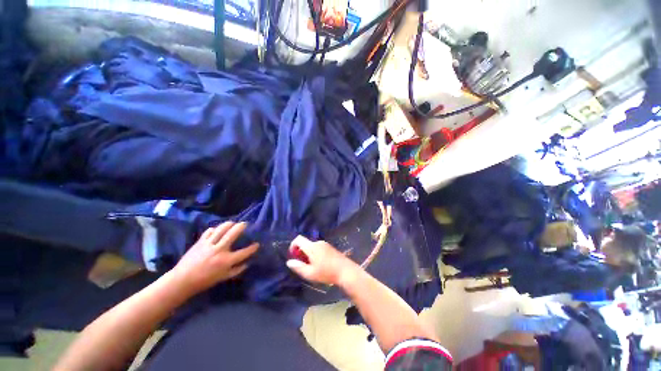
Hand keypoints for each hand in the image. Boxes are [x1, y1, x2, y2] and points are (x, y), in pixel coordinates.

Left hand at [171, 222, 257, 294]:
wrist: (182, 280)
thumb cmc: (204, 281)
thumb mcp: (223, 278)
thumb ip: (237, 270)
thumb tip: (247, 263)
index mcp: (226, 261)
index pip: (244, 252)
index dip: (253, 247)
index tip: (257, 244)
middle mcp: (219, 250)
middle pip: (233, 233)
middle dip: (241, 226)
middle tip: (245, 224)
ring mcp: (209, 245)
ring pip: (221, 229)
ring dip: (229, 224)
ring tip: (233, 223)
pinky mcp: (200, 242)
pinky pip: (209, 231)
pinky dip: (215, 229)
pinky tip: (217, 230)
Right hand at [286, 236, 359, 286]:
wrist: (345, 271)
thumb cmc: (326, 273)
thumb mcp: (310, 273)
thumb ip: (298, 267)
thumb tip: (289, 262)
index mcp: (312, 247)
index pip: (298, 239)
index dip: (293, 245)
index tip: (293, 256)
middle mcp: (318, 242)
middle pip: (305, 243)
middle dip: (301, 252)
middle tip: (302, 264)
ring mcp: (325, 244)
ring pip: (312, 246)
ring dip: (308, 253)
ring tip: (311, 266)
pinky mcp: (330, 247)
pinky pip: (319, 247)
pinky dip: (315, 253)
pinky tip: (320, 264)